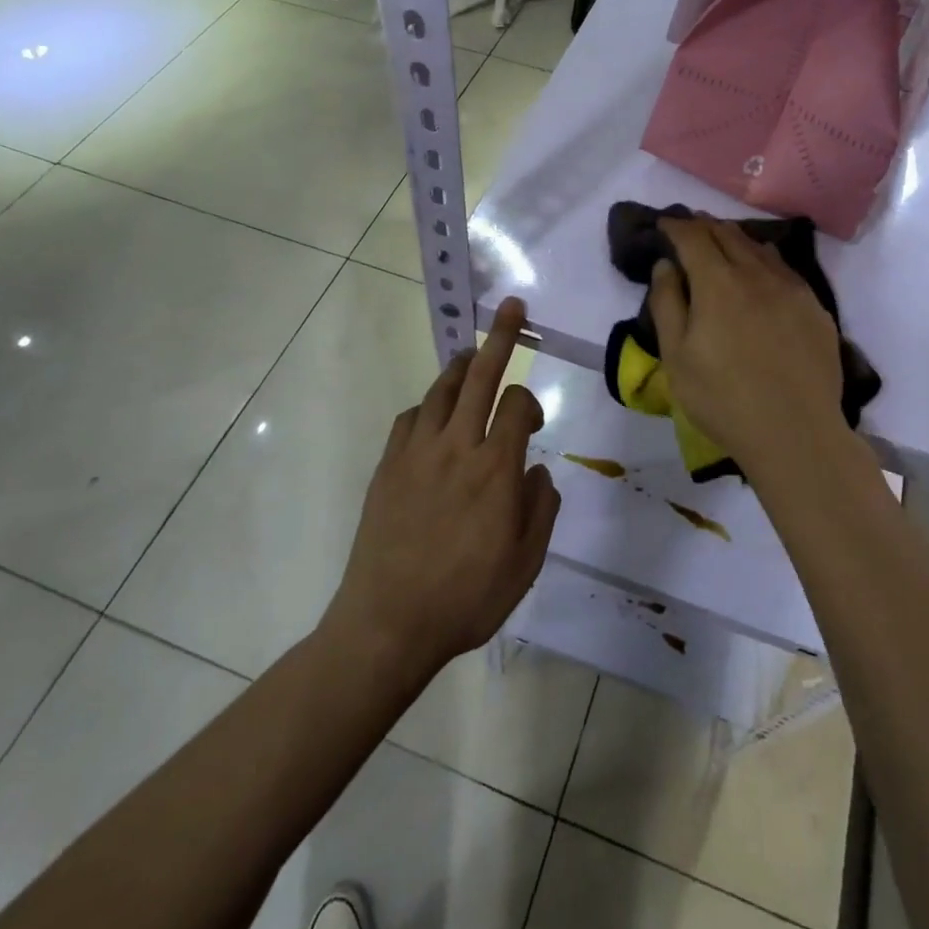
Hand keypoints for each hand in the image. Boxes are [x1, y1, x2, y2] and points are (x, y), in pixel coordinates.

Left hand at [322, 298, 559, 682]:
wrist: (389, 622)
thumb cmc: (467, 597)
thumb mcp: (526, 563)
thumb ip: (540, 507)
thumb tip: (536, 469)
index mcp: (495, 468)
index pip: (516, 404)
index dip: (530, 400)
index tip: (532, 421)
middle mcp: (456, 447)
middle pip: (480, 376)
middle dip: (499, 337)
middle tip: (510, 306)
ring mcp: (416, 452)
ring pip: (441, 390)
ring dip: (460, 365)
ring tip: (471, 352)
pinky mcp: (387, 466)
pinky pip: (409, 418)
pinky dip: (428, 407)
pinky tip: (434, 416)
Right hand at [649, 216, 848, 476]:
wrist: (795, 432)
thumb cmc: (722, 398)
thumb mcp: (676, 356)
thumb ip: (667, 303)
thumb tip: (666, 265)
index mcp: (718, 282)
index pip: (693, 237)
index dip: (676, 225)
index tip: (664, 224)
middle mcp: (757, 274)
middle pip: (728, 234)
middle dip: (704, 226)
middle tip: (689, 226)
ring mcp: (792, 289)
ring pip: (760, 248)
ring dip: (735, 238)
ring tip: (721, 240)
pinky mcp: (815, 308)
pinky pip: (785, 268)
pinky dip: (764, 258)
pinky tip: (762, 267)